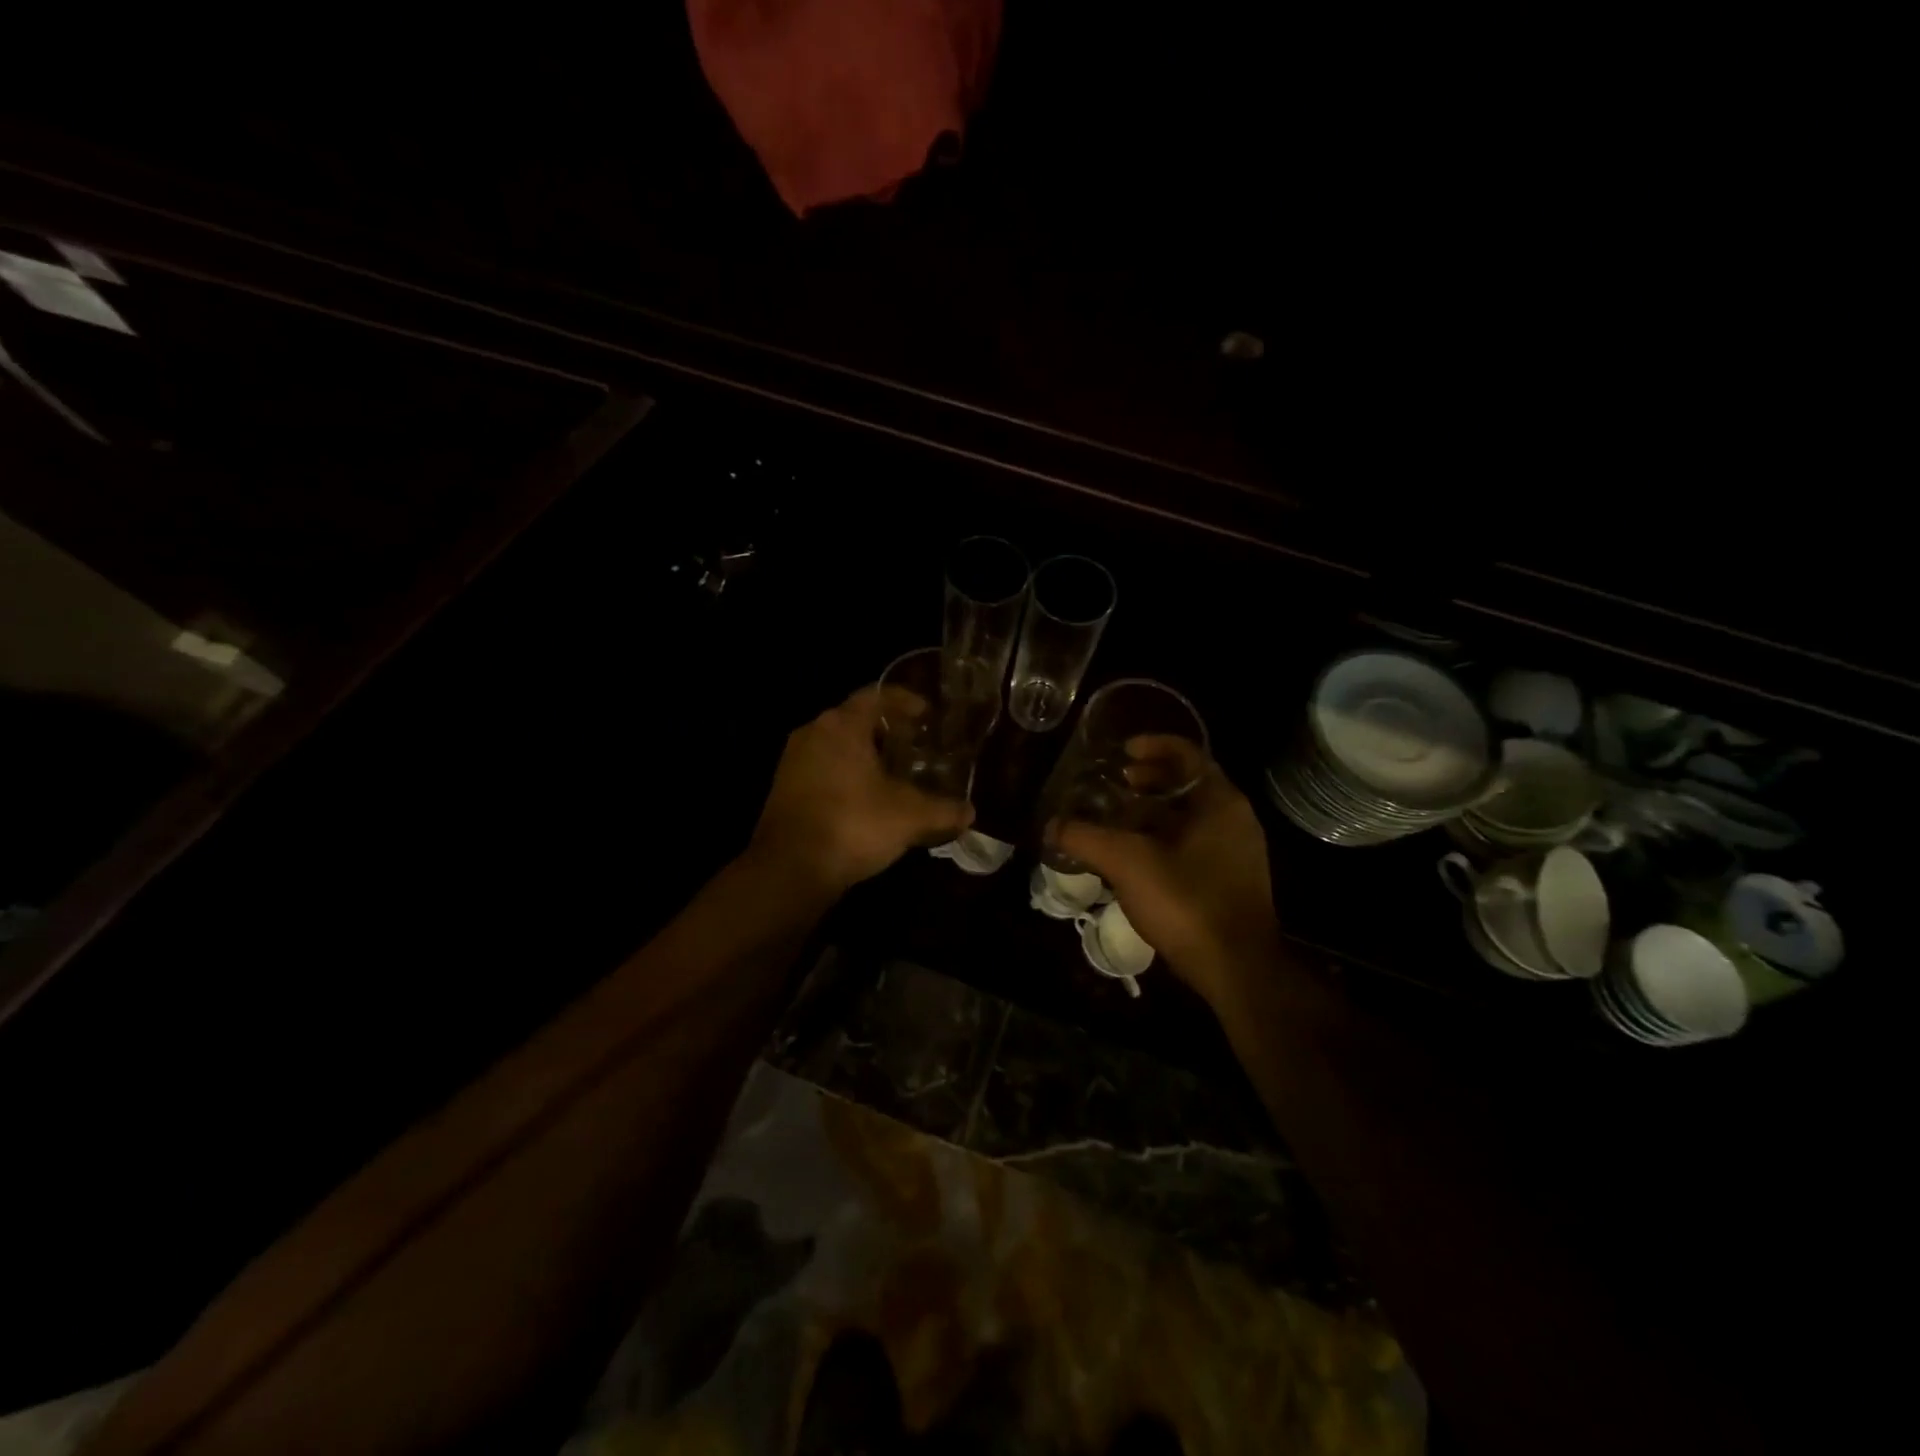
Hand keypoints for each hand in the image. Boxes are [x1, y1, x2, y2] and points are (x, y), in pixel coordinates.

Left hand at [748, 685, 974, 896]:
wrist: (790, 869)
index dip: (905, 701)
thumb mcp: (909, 817)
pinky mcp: (784, 788)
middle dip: (887, 731)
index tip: (927, 715)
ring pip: (837, 746)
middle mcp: (813, 732)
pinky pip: (822, 769)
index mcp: (842, 725)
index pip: (876, 695)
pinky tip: (866, 799)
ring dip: (865, 755)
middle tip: (916, 746)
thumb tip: (970, 812)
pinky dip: (846, 775)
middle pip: (855, 719)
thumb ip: (944, 810)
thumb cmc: (853, 825)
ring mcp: (793, 760)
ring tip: (894, 774)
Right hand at [1055, 748, 1279, 1009]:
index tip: (1121, 752)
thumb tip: (1051, 825)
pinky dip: (1163, 838)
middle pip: (1188, 783)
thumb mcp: (1127, 863)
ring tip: (1116, 819)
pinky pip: (1193, 843)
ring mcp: (1236, 852)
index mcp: (1220, 802)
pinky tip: (1134, 858)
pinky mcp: (1230, 881)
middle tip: (1114, 784)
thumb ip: (1085, 838)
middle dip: (1149, 780)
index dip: (1152, 745)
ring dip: (1153, 811)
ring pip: (1190, 816)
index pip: (1187, 753)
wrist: (1237, 970)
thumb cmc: (1187, 902)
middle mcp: (1235, 819)